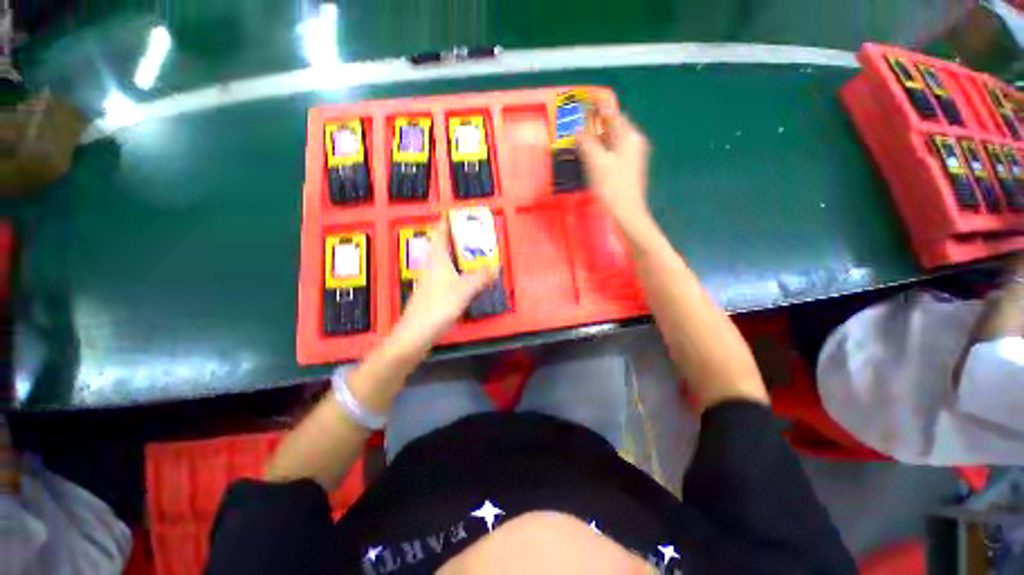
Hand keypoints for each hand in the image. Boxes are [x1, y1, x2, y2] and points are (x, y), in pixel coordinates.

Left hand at [389, 219, 495, 353]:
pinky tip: (467, 280)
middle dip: (456, 239)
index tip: (456, 214)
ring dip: (458, 257)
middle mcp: (431, 267)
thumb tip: (494, 268)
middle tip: (473, 236)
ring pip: (445, 263)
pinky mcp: (432, 295)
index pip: (439, 234)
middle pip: (442, 247)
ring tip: (474, 256)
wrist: (415, 334)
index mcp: (437, 260)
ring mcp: (430, 282)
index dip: (446, 222)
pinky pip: (447, 277)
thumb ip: (480, 278)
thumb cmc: (438, 306)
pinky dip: (458, 273)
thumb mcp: (464, 290)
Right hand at [578, 103, 652, 235]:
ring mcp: (633, 155)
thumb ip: (587, 143)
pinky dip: (602, 150)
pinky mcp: (629, 167)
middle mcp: (634, 142)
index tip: (583, 100)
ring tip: (581, 140)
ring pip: (612, 139)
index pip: (612, 114)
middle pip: (613, 126)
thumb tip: (578, 130)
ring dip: (597, 138)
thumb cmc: (612, 188)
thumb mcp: (596, 163)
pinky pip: (613, 151)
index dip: (596, 106)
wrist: (627, 213)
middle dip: (596, 123)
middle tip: (578, 123)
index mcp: (629, 137)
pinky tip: (592, 157)